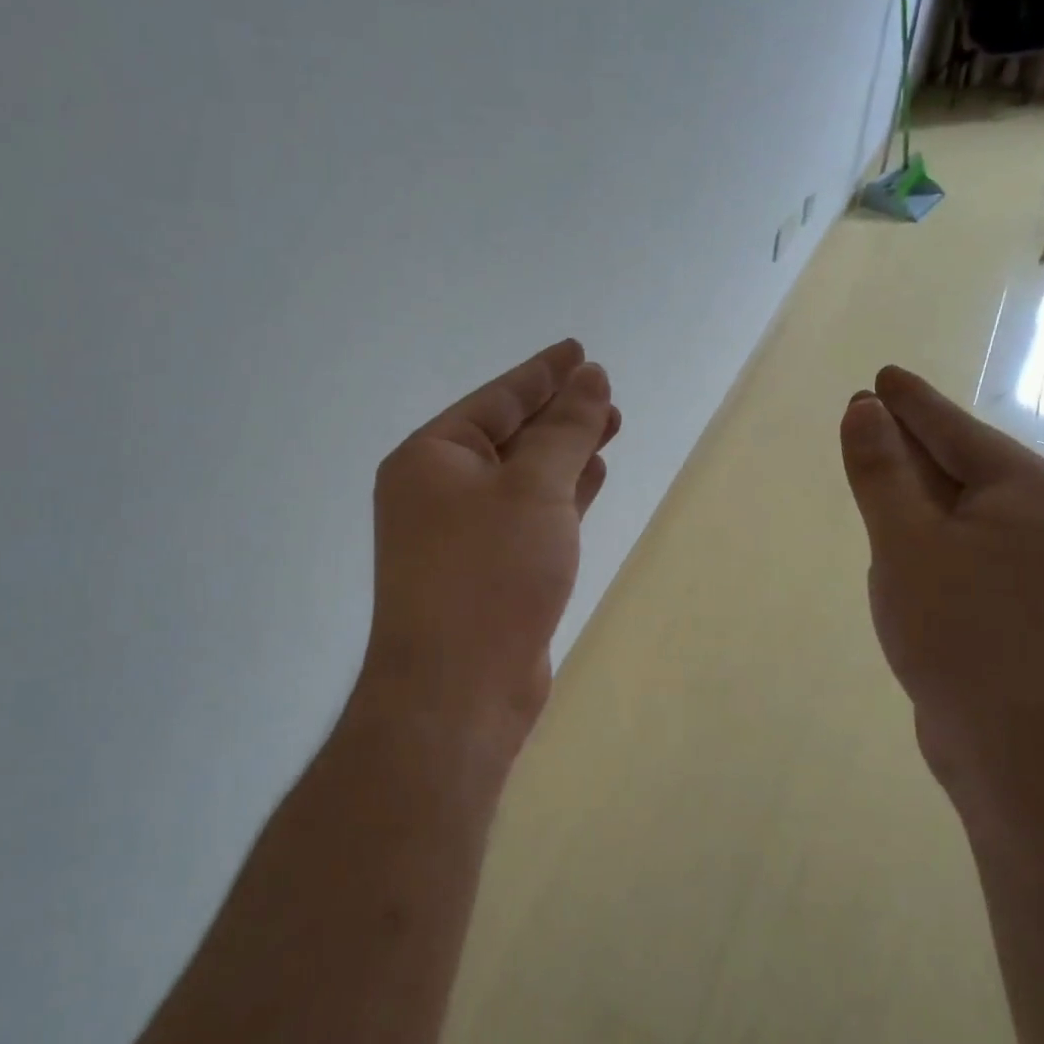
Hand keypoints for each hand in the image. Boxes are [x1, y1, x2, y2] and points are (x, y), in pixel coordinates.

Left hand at [360, 339, 618, 760]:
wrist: (459, 691)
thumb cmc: (490, 574)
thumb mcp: (534, 488)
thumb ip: (565, 430)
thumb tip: (590, 378)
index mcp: (431, 457)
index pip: (497, 399)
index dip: (543, 372)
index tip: (580, 351)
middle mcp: (438, 490)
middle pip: (510, 434)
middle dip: (560, 413)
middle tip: (608, 393)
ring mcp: (461, 534)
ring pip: (524, 475)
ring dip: (566, 452)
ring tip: (611, 425)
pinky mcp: (488, 569)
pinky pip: (530, 514)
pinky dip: (562, 494)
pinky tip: (594, 476)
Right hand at [839, 366, 1043, 819]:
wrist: (1022, 755)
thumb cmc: (960, 636)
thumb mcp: (905, 545)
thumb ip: (881, 472)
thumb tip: (863, 409)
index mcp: (1031, 493)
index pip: (956, 429)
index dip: (910, 401)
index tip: (881, 376)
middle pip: (966, 465)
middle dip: (914, 442)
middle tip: (869, 414)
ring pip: (968, 510)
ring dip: (923, 491)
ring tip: (883, 466)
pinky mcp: (1032, 606)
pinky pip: (974, 548)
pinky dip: (937, 534)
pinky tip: (910, 538)